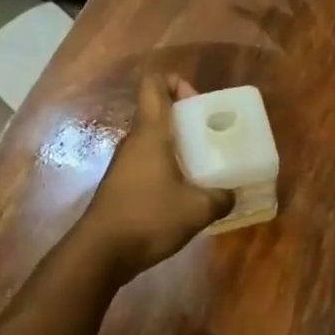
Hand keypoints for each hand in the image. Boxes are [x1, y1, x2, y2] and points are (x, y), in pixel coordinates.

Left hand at [80, 73, 234, 276]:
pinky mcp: (123, 185)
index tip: (199, 101)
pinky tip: (188, 192)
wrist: (102, 253)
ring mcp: (125, 163)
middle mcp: (135, 141)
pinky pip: (150, 163)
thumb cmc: (149, 218)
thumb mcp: (197, 209)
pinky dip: (170, 168)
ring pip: (155, 140)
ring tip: (207, 166)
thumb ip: (221, 198)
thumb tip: (232, 194)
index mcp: (151, 133)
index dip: (176, 81)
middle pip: (159, 112)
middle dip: (188, 119)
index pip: (154, 84)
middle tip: (214, 137)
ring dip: (180, 147)